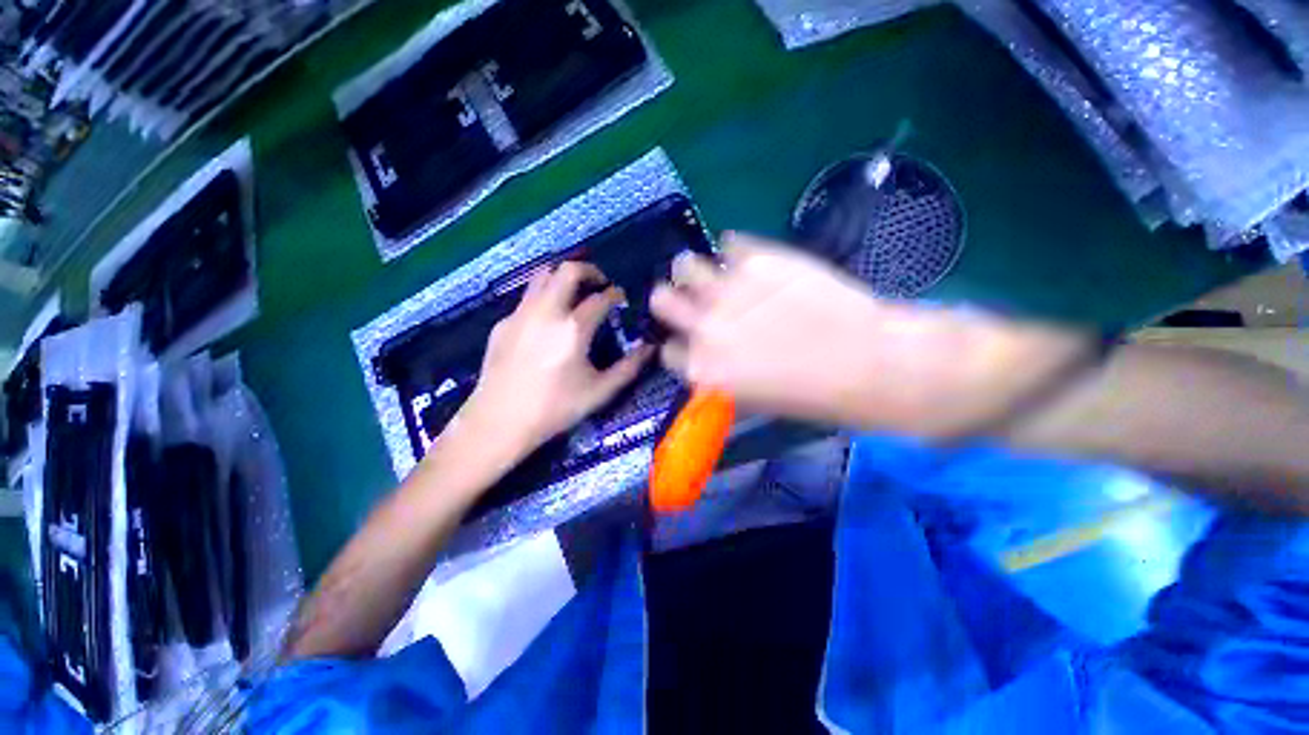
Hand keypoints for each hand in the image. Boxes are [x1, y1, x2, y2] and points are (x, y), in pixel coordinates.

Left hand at [455, 261, 654, 459]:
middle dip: (589, 271)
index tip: (622, 297)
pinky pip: (527, 299)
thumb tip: (650, 348)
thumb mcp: (599, 391)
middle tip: (600, 283)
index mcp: (573, 329)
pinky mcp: (503, 324)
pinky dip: (544, 299)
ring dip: (563, 278)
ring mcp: (520, 314)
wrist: (499, 422)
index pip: (601, 298)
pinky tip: (547, 322)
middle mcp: (546, 312)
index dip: (616, 294)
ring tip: (574, 294)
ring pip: (542, 276)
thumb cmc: (555, 409)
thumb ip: (629, 367)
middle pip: (568, 271)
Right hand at [650, 233, 1090, 437]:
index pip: (667, 348)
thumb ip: (720, 373)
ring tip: (713, 272)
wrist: (869, 363)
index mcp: (703, 368)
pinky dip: (735, 252)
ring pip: (685, 265)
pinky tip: (752, 262)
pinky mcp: (759, 258)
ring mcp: (730, 289)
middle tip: (690, 298)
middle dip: (671, 299)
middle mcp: (706, 327)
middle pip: (662, 300)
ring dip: (693, 270)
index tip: (691, 337)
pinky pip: (730, 243)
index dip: (679, 342)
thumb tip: (707, 353)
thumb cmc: (812, 395)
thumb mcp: (753, 399)